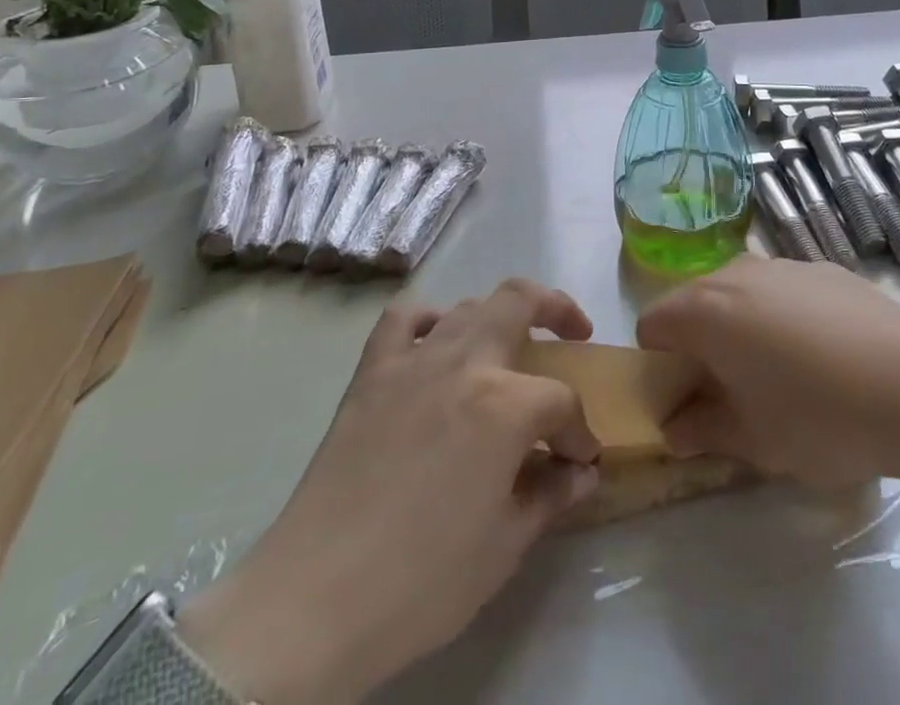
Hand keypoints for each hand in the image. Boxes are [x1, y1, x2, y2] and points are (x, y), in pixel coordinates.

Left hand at [180, 279, 602, 703]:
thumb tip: (582, 473)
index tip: (581, 461)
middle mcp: (465, 363)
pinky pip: (403, 319)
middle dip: (557, 309)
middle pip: (520, 300)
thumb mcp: (505, 546)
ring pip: (468, 306)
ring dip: (498, 316)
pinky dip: (427, 319)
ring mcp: (414, 360)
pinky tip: (436, 341)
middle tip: (573, 333)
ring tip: (507, 346)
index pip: (562, 402)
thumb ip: (550, 496)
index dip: (579, 432)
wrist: (317, 598)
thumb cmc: (423, 580)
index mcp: (506, 405)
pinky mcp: (372, 372)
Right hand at [637, 256, 899, 487]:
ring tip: (780, 378)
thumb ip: (703, 431)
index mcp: (706, 310)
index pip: (651, 323)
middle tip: (728, 395)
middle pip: (693, 302)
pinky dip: (781, 317)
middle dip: (697, 344)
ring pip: (739, 293)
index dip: (657, 364)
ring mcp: (784, 265)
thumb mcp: (755, 442)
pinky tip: (824, 359)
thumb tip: (676, 429)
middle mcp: (736, 273)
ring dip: (740, 329)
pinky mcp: (824, 269)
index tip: (684, 402)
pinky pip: (781, 291)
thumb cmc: (820, 417)